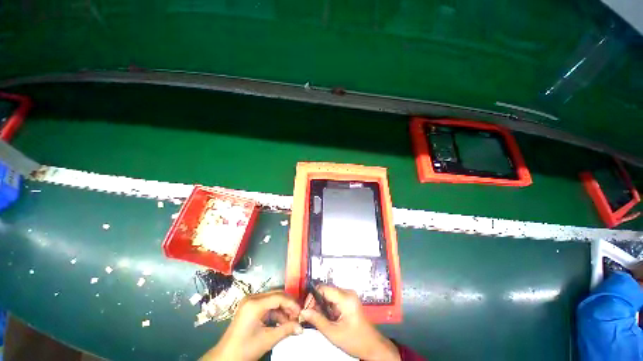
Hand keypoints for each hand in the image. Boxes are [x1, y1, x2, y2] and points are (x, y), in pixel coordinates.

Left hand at [200, 290, 302, 360]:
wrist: (225, 358)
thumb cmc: (245, 349)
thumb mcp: (268, 339)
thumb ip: (286, 330)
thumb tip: (302, 327)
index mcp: (255, 303)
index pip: (279, 297)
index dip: (292, 304)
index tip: (301, 313)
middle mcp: (252, 297)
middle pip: (276, 295)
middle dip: (288, 305)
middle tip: (298, 315)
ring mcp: (250, 301)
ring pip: (272, 300)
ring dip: (283, 309)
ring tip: (291, 320)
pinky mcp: (250, 307)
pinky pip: (267, 305)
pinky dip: (275, 312)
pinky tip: (282, 321)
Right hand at [300, 285, 400, 360]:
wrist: (372, 346)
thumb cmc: (354, 340)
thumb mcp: (333, 333)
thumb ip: (317, 320)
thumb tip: (302, 312)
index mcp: (345, 298)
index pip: (324, 288)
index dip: (312, 297)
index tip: (306, 309)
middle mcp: (347, 292)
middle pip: (326, 291)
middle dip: (316, 302)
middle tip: (309, 315)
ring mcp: (349, 295)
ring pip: (329, 294)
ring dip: (321, 304)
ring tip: (316, 318)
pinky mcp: (349, 300)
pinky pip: (334, 298)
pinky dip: (328, 306)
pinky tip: (325, 317)